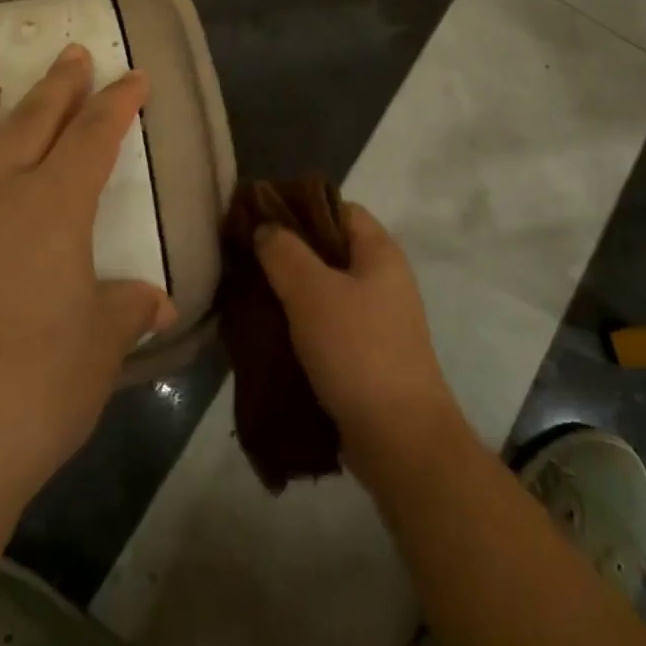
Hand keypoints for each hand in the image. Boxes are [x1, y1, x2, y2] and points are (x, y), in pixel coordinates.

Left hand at [0, 38, 175, 503]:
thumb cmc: (35, 395)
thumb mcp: (100, 348)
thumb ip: (127, 310)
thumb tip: (159, 302)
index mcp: (55, 210)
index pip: (96, 139)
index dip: (118, 105)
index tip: (134, 78)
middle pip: (32, 124)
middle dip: (58, 86)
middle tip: (72, 54)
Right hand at [256, 203, 463, 479]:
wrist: (399, 438)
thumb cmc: (357, 350)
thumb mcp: (312, 292)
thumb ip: (284, 252)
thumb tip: (266, 228)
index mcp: (379, 252)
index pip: (339, 209)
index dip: (300, 207)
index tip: (260, 217)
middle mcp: (383, 279)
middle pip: (330, 250)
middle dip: (288, 252)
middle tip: (246, 258)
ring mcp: (377, 320)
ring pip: (325, 291)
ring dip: (290, 292)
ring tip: (249, 294)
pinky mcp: (366, 356)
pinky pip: (327, 326)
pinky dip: (300, 325)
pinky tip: (268, 332)